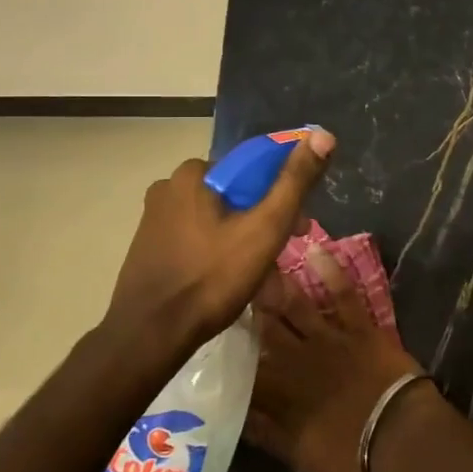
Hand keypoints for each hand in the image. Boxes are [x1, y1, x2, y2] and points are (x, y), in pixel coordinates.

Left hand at [105, 131, 334, 358]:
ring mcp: (155, 218)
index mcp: (194, 173)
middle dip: (265, 219)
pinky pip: (197, 237)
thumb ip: (295, 182)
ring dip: (244, 237)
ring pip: (217, 218)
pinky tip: (231, 279)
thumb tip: (323, 135)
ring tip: (262, 274)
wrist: (149, 336)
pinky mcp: (149, 246)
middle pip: (236, 194)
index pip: (253, 167)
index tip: (299, 225)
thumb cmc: (212, 278)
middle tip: (284, 252)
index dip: (283, 192)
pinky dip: (219, 250)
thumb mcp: (265, 228)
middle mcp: (169, 186)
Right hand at [247, 248, 423, 471]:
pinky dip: (330, 271)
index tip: (211, 325)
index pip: (244, 363)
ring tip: (259, 261)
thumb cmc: (347, 451)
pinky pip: (342, 293)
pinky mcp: (358, 326)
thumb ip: (264, 431)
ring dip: (277, 283)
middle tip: (228, 279)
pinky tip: (316, 249)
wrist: (397, 434)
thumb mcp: (296, 453)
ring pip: (295, 305)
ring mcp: (328, 337)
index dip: (228, 345)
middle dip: (246, 305)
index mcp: (279, 390)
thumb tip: (234, 411)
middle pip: (265, 327)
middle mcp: (296, 357)